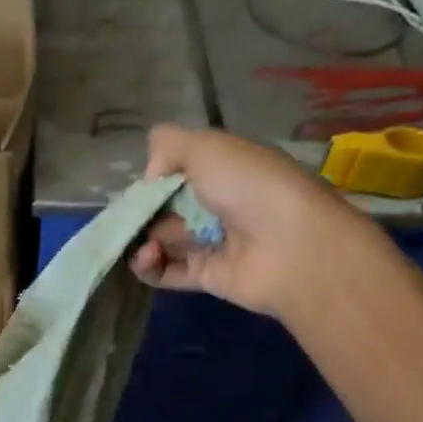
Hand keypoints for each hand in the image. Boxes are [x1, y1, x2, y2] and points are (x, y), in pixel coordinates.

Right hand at [129, 125, 359, 315]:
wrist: (291, 247)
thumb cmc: (249, 187)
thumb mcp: (207, 147)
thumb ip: (168, 145)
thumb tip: (149, 177)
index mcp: (223, 169)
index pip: (177, 172)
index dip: (154, 178)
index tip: (144, 185)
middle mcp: (217, 204)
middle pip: (164, 207)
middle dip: (142, 211)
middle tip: (131, 217)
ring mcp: (211, 242)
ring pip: (160, 240)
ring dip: (141, 239)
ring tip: (145, 242)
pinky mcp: (204, 276)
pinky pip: (165, 272)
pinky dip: (148, 266)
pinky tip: (147, 256)